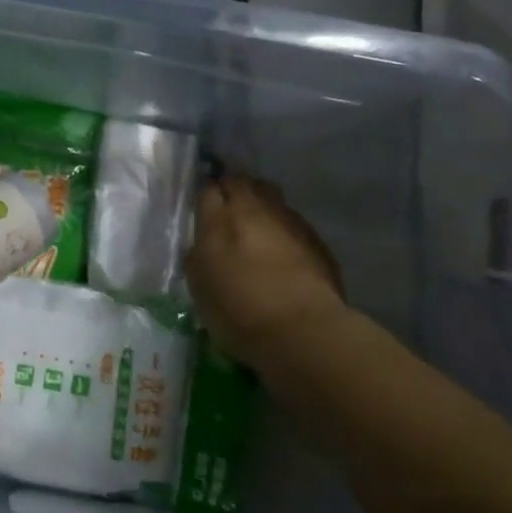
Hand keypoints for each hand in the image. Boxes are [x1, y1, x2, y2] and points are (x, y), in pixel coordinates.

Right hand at [185, 173, 348, 367]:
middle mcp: (253, 209)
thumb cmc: (239, 313)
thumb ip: (197, 257)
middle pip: (240, 182)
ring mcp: (287, 219)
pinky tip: (281, 247)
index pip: (207, 189)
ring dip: (259, 203)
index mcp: (218, 221)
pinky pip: (291, 219)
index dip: (205, 196)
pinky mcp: (314, 236)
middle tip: (227, 210)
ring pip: (269, 195)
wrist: (303, 330)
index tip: (203, 209)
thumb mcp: (200, 288)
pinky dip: (281, 225)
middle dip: (232, 190)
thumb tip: (200, 244)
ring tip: (255, 225)